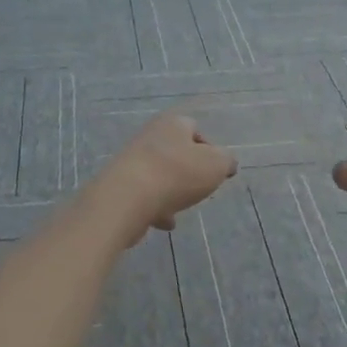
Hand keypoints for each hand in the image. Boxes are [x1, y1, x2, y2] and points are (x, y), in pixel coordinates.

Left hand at [96, 113, 237, 239]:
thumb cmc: (177, 174)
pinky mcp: (120, 184)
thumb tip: (226, 163)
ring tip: (181, 207)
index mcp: (172, 124)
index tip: (215, 170)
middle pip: (175, 152)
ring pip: (159, 174)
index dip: (209, 149)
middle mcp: (149, 136)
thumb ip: (226, 161)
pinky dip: (156, 207)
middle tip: (198, 188)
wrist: (126, 198)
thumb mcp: (216, 165)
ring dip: (171, 191)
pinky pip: (144, 194)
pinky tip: (164, 222)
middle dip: (188, 171)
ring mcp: (131, 160)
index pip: (194, 128)